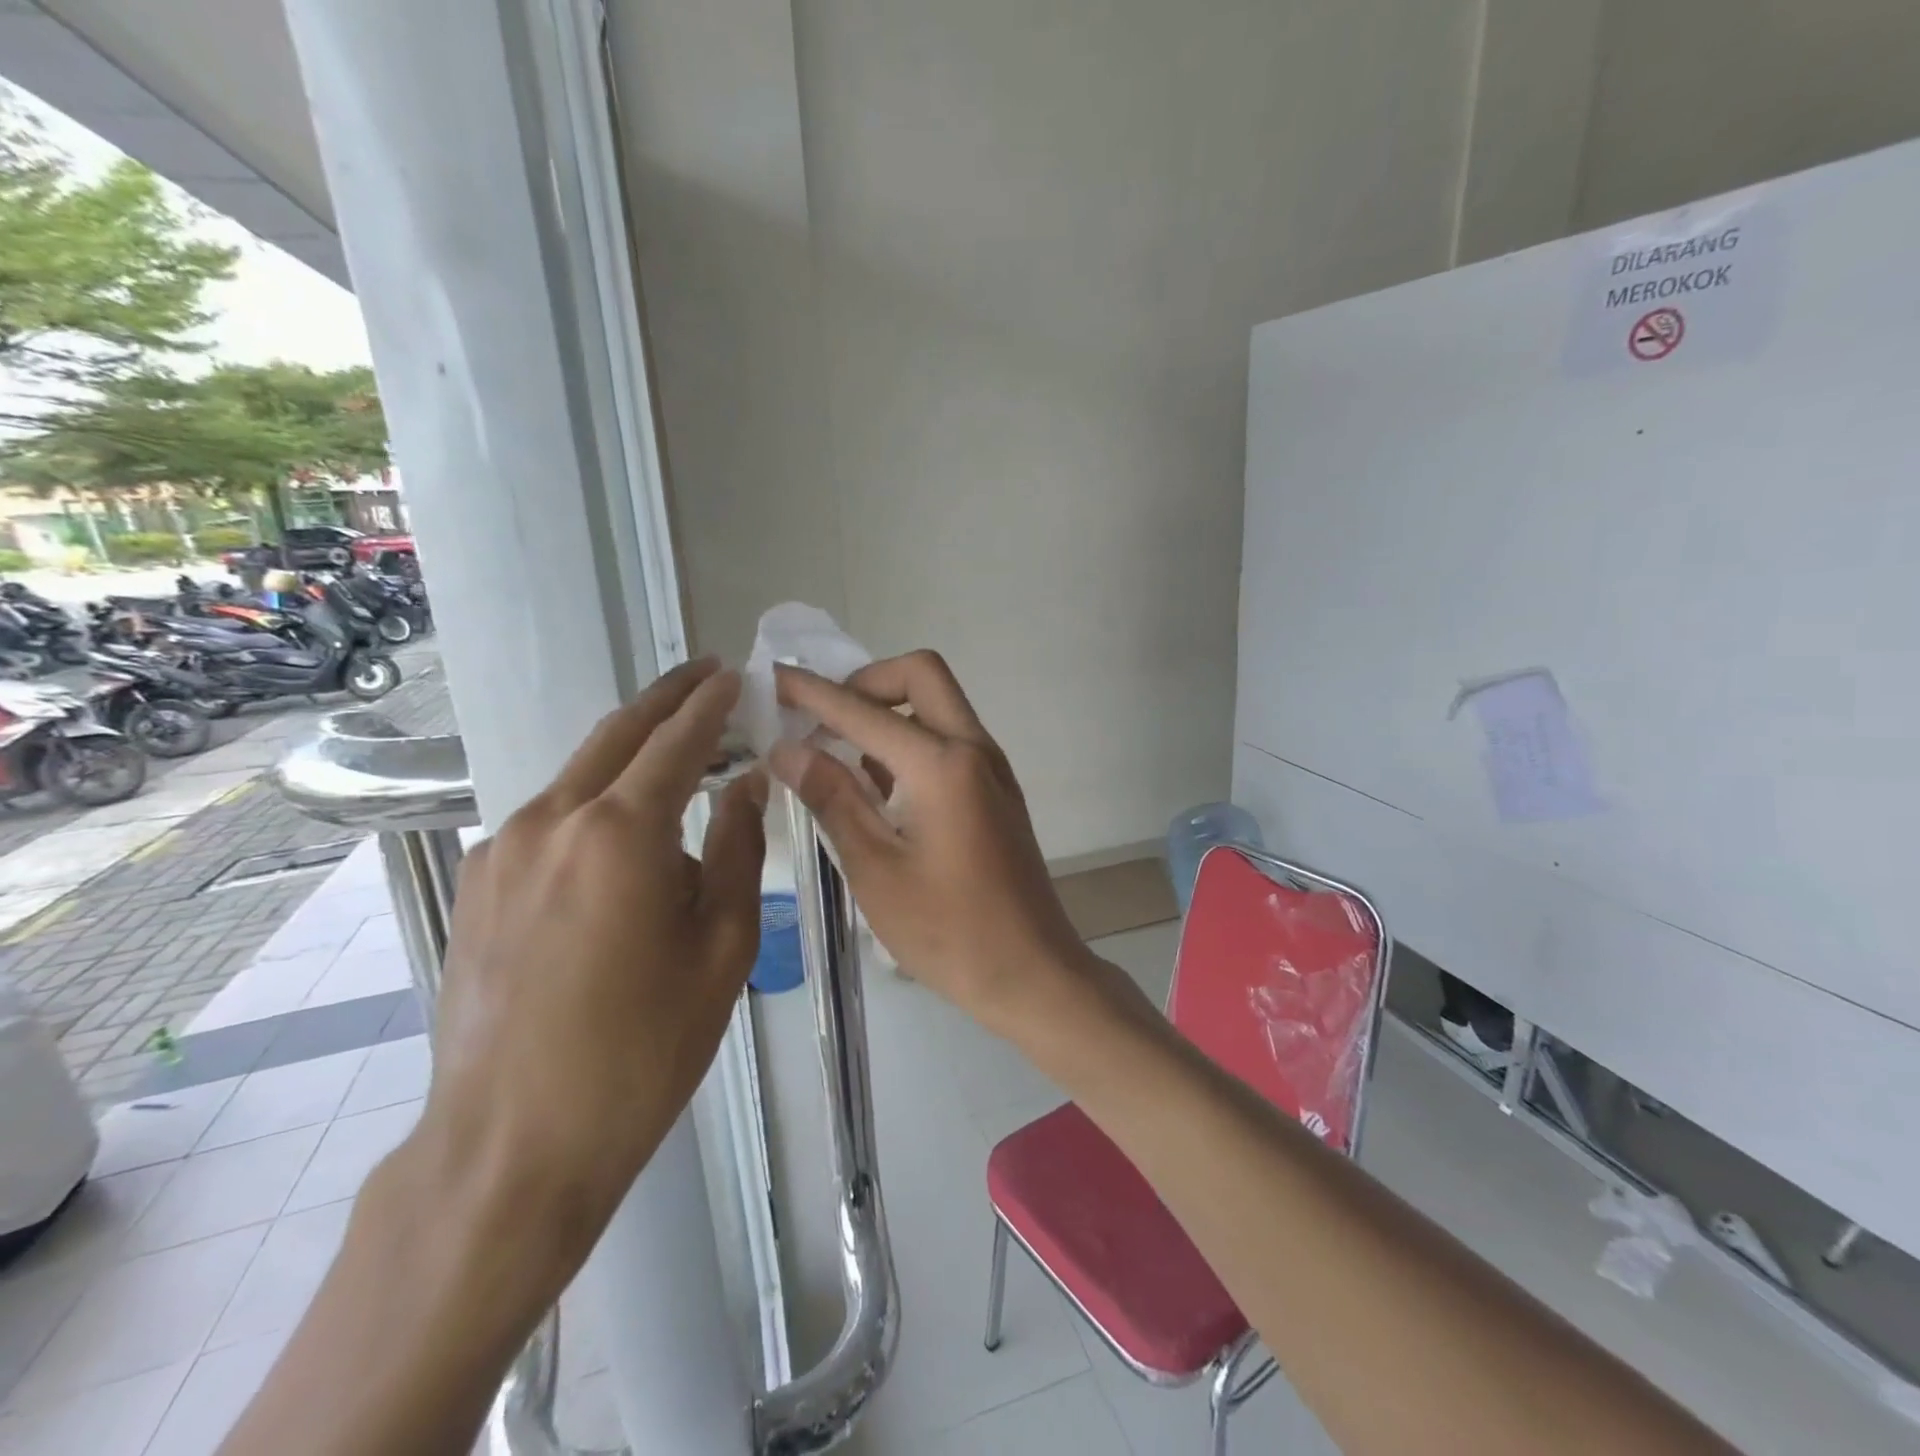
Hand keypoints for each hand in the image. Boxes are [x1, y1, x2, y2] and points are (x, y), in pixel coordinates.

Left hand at [417, 658, 766, 1254]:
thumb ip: (738, 848)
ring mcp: (504, 849)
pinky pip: (551, 817)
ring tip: (676, 749)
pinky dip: (596, 799)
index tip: (736, 673)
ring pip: (580, 773)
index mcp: (620, 832)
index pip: (677, 740)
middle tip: (706, 673)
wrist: (513, 1142)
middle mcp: (552, 820)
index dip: (711, 703)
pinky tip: (621, 829)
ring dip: (631, 750)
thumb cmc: (644, 1046)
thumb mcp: (723, 945)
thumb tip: (745, 782)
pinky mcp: (481, 883)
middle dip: (666, 697)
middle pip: (618, 734)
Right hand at [771, 652, 1093, 1036]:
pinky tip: (879, 786)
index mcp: (942, 765)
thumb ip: (833, 799)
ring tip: (839, 754)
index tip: (774, 678)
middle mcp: (974, 749)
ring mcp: (993, 767)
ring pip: (939, 704)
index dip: (812, 693)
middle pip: (921, 674)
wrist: (1032, 972)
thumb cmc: (949, 932)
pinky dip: (912, 740)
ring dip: (890, 710)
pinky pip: (950, 738)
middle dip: (866, 683)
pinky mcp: (997, 789)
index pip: (864, 711)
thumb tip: (788, 749)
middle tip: (823, 719)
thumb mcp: (876, 869)